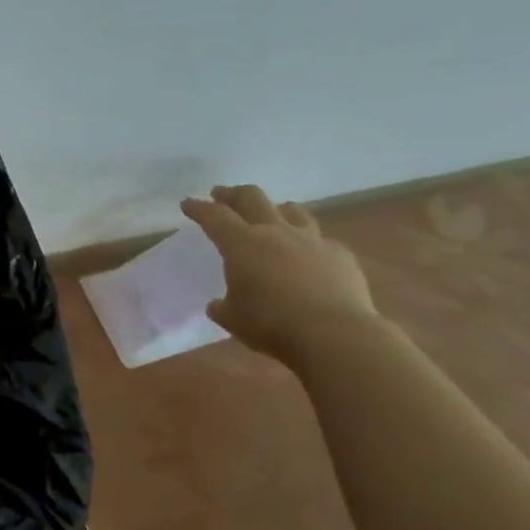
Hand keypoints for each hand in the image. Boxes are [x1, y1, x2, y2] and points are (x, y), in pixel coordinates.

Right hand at [180, 184, 376, 363]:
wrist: (336, 335)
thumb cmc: (272, 324)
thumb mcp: (233, 319)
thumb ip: (223, 306)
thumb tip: (218, 305)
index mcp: (241, 244)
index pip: (214, 216)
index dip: (198, 208)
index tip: (188, 204)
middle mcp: (275, 232)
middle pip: (252, 197)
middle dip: (233, 194)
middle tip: (222, 195)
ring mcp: (312, 241)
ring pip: (291, 210)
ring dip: (275, 209)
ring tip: (270, 215)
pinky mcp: (341, 255)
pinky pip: (321, 239)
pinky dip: (308, 242)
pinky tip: (308, 256)